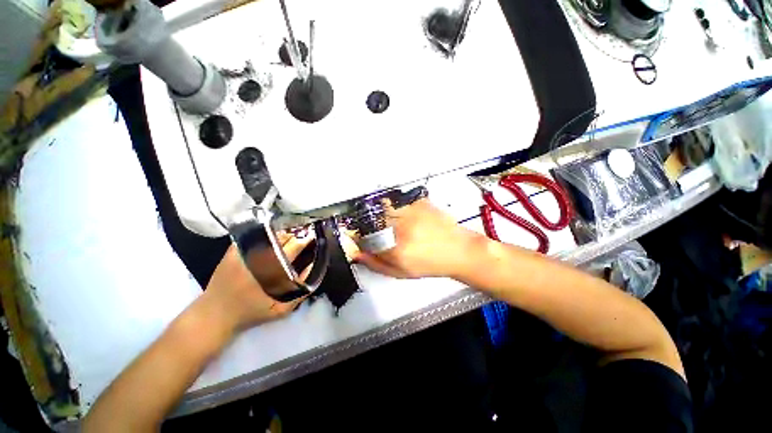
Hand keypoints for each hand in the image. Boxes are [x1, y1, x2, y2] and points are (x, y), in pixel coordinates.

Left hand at [203, 233, 312, 330]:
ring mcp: (243, 251)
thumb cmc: (251, 313)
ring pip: (269, 234)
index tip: (313, 238)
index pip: (294, 246)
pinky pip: (253, 236)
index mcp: (271, 269)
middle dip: (295, 235)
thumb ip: (301, 290)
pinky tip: (271, 238)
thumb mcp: (281, 309)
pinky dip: (265, 234)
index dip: (305, 240)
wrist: (214, 315)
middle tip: (303, 237)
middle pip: (283, 237)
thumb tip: (312, 267)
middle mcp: (258, 256)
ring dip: (282, 234)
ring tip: (290, 238)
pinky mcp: (232, 250)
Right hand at [354, 199, 485, 278]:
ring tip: (399, 226)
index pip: (365, 239)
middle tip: (384, 233)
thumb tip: (357, 254)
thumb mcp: (401, 272)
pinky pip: (399, 202)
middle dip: (371, 226)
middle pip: (372, 220)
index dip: (360, 238)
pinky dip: (397, 208)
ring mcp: (411, 212)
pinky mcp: (419, 203)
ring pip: (384, 208)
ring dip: (384, 215)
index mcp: (396, 249)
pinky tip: (409, 219)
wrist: (459, 250)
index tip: (361, 239)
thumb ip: (376, 264)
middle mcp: (402, 228)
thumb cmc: (432, 264)